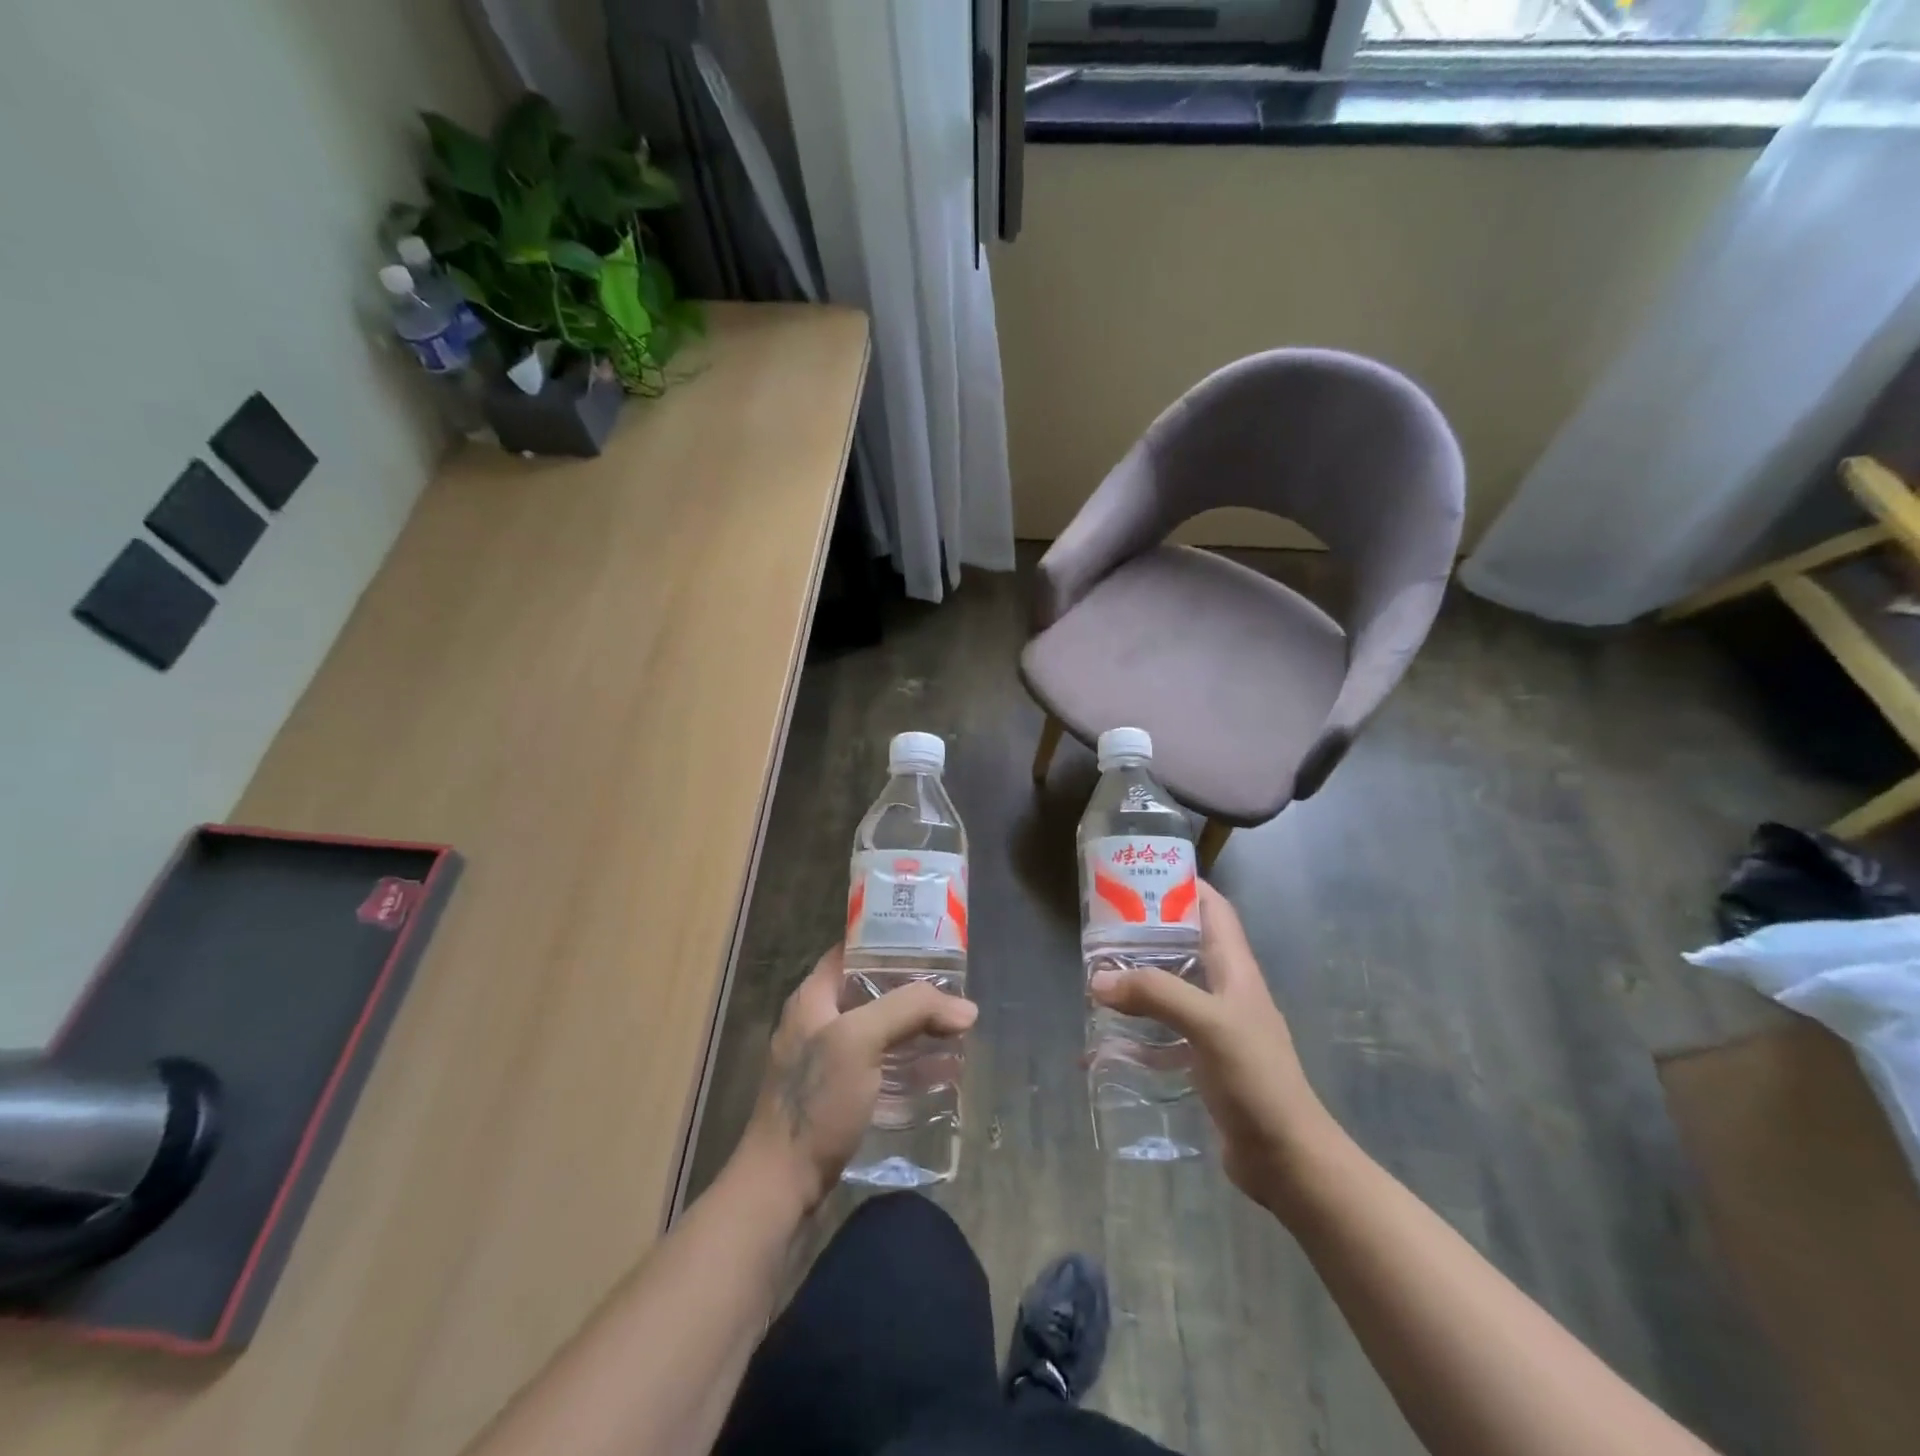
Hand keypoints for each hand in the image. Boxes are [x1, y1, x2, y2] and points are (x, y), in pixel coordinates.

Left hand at [738, 944, 977, 1213]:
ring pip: (878, 1028)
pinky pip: (878, 1063)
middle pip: (871, 990)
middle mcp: (817, 1020)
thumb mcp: (861, 1040)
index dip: (889, 941)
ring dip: (913, 1027)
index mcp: (813, 996)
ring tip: (954, 1027)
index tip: (931, 942)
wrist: (781, 1185)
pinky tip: (937, 1069)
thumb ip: (911, 1010)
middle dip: (912, 989)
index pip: (853, 950)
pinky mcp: (837, 1093)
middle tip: (953, 990)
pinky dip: (906, 1060)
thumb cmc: (816, 1100)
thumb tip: (966, 1008)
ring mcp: (825, 1059)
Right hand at [1089, 882, 1336, 1209]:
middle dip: (1147, 933)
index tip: (1141, 876)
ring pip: (1171, 989)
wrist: (1287, 1158)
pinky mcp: (1204, 1062)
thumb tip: (1098, 979)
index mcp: (1235, 969)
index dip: (1184, 886)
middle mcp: (1225, 991)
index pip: (1214, 910)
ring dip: (1138, 981)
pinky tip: (1103, 1044)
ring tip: (1097, 975)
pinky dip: (1136, 1034)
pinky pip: (1163, 1035)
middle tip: (1102, 928)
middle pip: (1185, 946)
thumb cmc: (1256, 1078)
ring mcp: (1215, 1028)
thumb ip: (1156, 994)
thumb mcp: (1209, 1024)